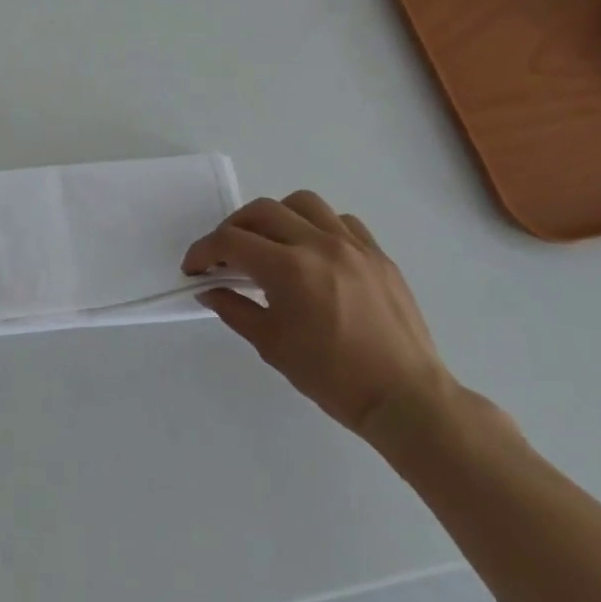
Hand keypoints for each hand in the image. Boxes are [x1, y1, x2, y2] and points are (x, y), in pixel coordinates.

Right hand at [183, 191, 452, 441]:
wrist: (405, 398)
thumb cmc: (333, 377)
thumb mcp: (271, 345)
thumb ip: (234, 309)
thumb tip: (209, 291)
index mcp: (289, 268)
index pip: (231, 241)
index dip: (204, 251)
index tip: (194, 268)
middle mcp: (319, 244)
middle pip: (262, 211)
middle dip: (233, 228)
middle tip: (224, 254)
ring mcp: (353, 245)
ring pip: (302, 203)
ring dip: (276, 216)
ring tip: (270, 242)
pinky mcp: (378, 254)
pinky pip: (341, 220)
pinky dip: (317, 226)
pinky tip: (313, 251)